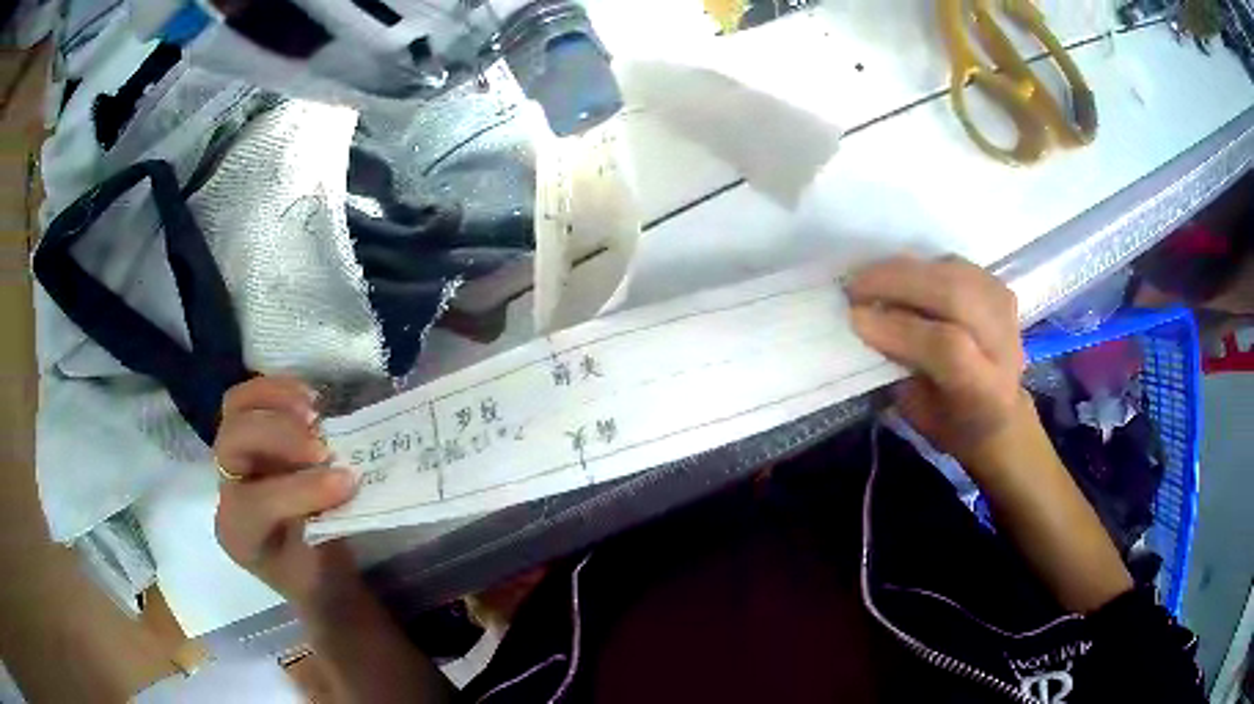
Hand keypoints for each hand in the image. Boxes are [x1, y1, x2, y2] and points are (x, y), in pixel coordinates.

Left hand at [214, 376, 359, 609]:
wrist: (311, 572)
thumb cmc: (321, 574)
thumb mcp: (326, 567)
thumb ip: (327, 525)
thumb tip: (344, 478)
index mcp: (240, 535)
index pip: (255, 504)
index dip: (300, 490)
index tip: (348, 482)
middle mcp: (227, 492)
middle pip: (232, 443)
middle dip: (278, 437)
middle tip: (323, 446)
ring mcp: (234, 459)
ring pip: (235, 410)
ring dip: (276, 401)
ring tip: (316, 410)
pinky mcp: (249, 436)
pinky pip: (251, 400)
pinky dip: (279, 389)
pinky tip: (310, 398)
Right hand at [847, 256, 1030, 462]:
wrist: (999, 415)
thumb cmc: (951, 421)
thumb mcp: (919, 411)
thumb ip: (900, 366)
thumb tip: (867, 322)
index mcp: (985, 390)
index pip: (947, 347)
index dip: (899, 327)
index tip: (855, 317)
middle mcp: (1003, 345)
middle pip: (954, 295)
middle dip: (898, 283)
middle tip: (855, 285)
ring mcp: (1005, 311)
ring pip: (953, 272)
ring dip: (906, 270)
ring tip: (872, 278)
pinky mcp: (999, 289)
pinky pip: (955, 266)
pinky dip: (923, 266)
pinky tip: (901, 277)